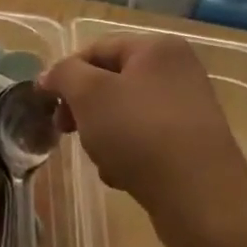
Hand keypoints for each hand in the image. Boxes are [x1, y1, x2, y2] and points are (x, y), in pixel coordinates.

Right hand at [41, 33, 246, 232]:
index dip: (64, 74)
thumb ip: (64, 75)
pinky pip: (145, 139)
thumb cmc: (140, 133)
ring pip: (124, 114)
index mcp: (157, 48)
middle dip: (83, 108)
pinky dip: (127, 153)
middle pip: (110, 82)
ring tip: (101, 159)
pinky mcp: (192, 143)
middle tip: (64, 130)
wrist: (201, 198)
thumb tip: (50, 76)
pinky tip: (123, 176)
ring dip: (102, 135)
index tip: (45, 104)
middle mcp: (178, 70)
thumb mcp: (89, 95)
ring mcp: (188, 108)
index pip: (96, 50)